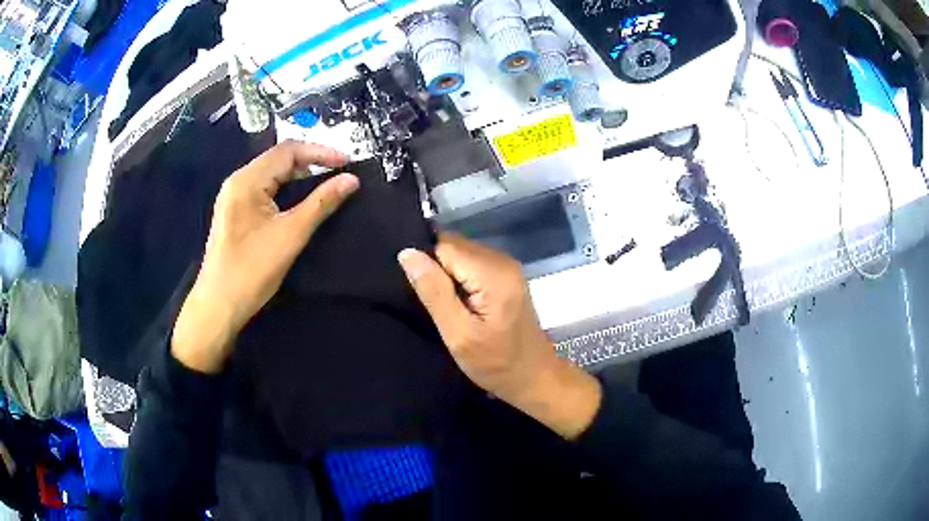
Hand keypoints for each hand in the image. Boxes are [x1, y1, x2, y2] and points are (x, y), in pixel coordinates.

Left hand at [172, 141, 358, 373]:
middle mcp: (238, 181)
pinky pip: (264, 189)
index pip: (288, 150)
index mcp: (247, 180)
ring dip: (299, 175)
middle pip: (278, 159)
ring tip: (327, 182)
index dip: (320, 152)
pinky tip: (301, 198)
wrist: (219, 305)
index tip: (348, 162)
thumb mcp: (291, 234)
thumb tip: (351, 180)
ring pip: (271, 174)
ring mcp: (234, 196)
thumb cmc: (252, 270)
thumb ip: (321, 203)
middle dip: (311, 161)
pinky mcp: (235, 212)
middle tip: (340, 171)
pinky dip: (286, 188)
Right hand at [398, 234, 601, 439]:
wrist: (534, 377)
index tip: (419, 293)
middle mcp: (502, 260)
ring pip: (461, 253)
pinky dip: (459, 278)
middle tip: (431, 303)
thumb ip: (433, 291)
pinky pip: (472, 263)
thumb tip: (407, 253)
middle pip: (454, 245)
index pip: (444, 246)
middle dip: (435, 268)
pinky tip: (458, 303)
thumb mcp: (458, 334)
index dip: (426, 265)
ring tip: (443, 305)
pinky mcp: (506, 275)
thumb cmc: (496, 363)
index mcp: (493, 273)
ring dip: (446, 274)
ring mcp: (507, 266)